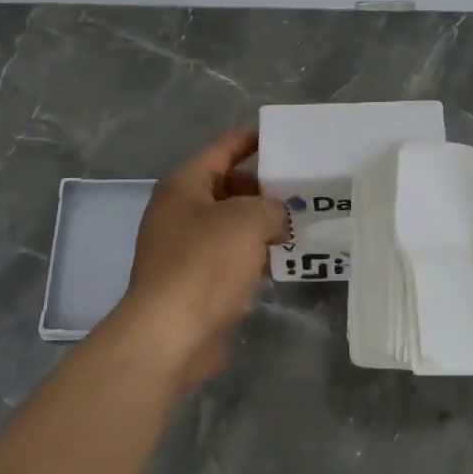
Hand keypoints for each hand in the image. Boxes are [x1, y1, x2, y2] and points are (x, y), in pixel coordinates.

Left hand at [117, 129, 288, 386]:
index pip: (221, 150)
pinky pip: (230, 256)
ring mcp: (185, 248)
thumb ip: (271, 207)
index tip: (282, 138)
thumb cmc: (205, 264)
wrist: (171, 335)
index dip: (250, 141)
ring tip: (300, 223)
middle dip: (262, 188)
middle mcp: (179, 212)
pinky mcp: (195, 281)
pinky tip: (282, 260)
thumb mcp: (247, 220)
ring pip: (230, 224)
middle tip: (301, 190)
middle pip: (227, 187)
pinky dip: (253, 254)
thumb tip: (275, 217)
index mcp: (183, 186)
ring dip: (260, 224)